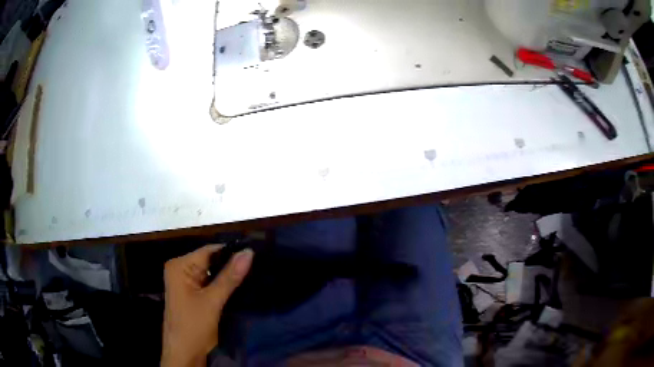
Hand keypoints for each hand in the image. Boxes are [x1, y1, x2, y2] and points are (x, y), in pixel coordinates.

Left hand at [161, 245, 253, 366]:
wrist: (184, 354)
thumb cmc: (193, 326)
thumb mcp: (212, 301)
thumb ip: (230, 277)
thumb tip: (249, 252)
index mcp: (179, 266)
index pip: (210, 251)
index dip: (232, 252)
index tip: (257, 254)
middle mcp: (181, 270)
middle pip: (211, 262)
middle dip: (232, 265)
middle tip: (259, 266)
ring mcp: (186, 283)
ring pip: (212, 274)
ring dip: (229, 277)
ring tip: (255, 275)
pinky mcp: (193, 295)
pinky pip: (211, 284)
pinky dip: (224, 286)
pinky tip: (241, 287)